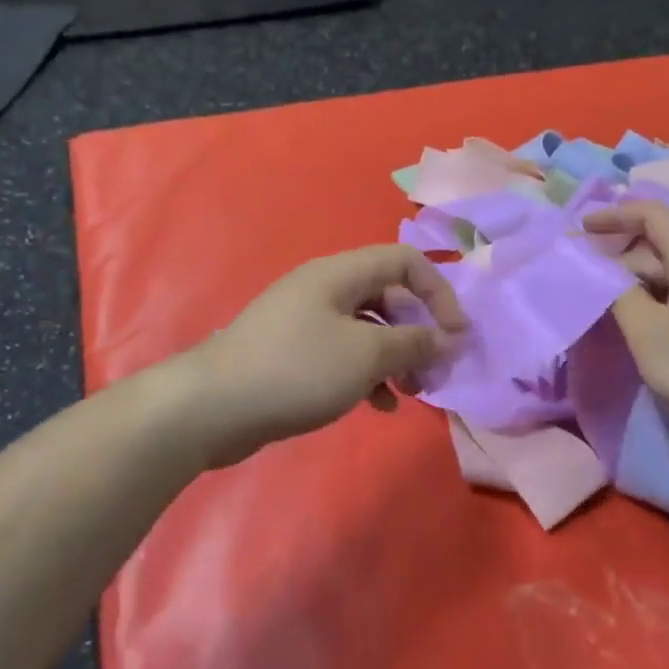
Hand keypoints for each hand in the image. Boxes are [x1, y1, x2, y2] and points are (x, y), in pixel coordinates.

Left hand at [191, 245, 466, 466]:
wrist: (212, 407)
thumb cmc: (297, 369)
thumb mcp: (365, 355)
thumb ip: (413, 343)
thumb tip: (447, 338)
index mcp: (340, 274)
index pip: (405, 261)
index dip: (438, 291)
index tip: (456, 333)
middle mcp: (324, 289)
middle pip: (388, 297)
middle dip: (418, 332)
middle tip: (435, 369)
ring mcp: (306, 322)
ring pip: (368, 330)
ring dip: (397, 357)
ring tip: (412, 393)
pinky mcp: (294, 353)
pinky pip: (344, 354)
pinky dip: (368, 374)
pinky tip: (380, 407)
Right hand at [583, 201, 668, 441]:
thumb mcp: (647, 331)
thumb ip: (618, 294)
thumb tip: (604, 272)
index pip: (652, 214)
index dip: (615, 215)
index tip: (583, 230)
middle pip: (662, 243)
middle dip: (623, 255)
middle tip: (590, 280)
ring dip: (640, 281)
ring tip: (612, 306)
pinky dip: (660, 298)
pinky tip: (648, 326)